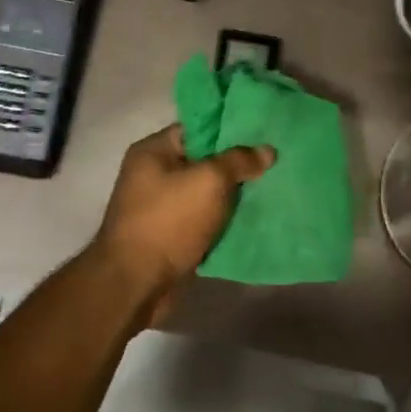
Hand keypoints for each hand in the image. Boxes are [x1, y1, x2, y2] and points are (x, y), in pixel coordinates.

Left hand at [89, 125, 275, 317]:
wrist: (136, 284)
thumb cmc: (168, 221)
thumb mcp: (209, 181)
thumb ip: (238, 161)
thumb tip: (267, 150)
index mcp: (154, 150)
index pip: (198, 128)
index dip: (231, 129)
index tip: (264, 133)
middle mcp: (154, 174)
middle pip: (204, 161)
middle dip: (236, 165)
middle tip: (274, 163)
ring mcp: (161, 207)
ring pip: (206, 193)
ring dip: (234, 196)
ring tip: (272, 189)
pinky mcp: (171, 235)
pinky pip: (204, 220)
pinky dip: (225, 221)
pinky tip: (254, 219)